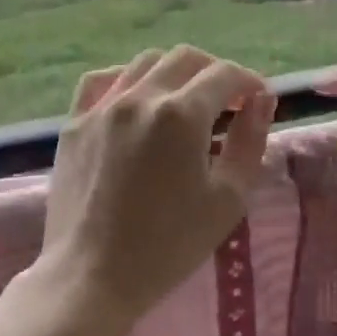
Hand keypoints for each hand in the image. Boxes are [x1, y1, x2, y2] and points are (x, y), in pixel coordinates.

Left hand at [31, 45, 275, 335]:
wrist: (91, 277)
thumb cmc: (168, 246)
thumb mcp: (228, 199)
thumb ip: (250, 142)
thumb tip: (262, 100)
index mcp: (181, 115)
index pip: (224, 75)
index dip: (249, 81)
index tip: (260, 99)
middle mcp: (140, 97)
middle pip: (186, 58)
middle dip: (215, 72)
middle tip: (229, 101)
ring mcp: (102, 107)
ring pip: (145, 62)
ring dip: (175, 72)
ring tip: (187, 102)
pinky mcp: (74, 122)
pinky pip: (103, 81)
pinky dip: (128, 79)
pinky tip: (138, 100)